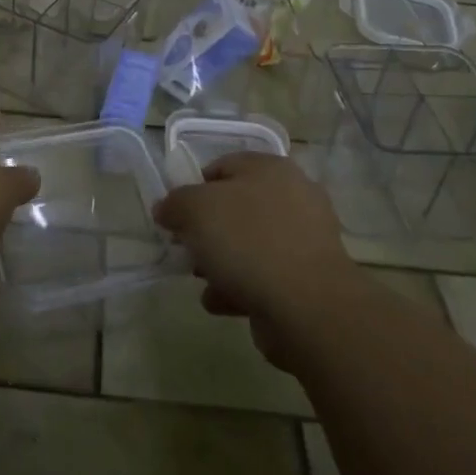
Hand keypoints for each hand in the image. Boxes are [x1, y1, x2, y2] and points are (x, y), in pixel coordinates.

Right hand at [153, 152, 355, 367]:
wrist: (308, 307)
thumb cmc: (248, 242)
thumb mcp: (195, 210)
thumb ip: (175, 203)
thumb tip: (166, 208)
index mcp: (270, 168)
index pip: (222, 166)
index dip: (193, 188)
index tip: (176, 216)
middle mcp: (293, 196)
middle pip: (236, 208)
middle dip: (207, 231)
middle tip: (187, 249)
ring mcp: (305, 238)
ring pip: (250, 244)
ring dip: (221, 262)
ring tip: (203, 281)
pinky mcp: (309, 278)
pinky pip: (265, 275)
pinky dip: (241, 287)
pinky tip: (221, 302)